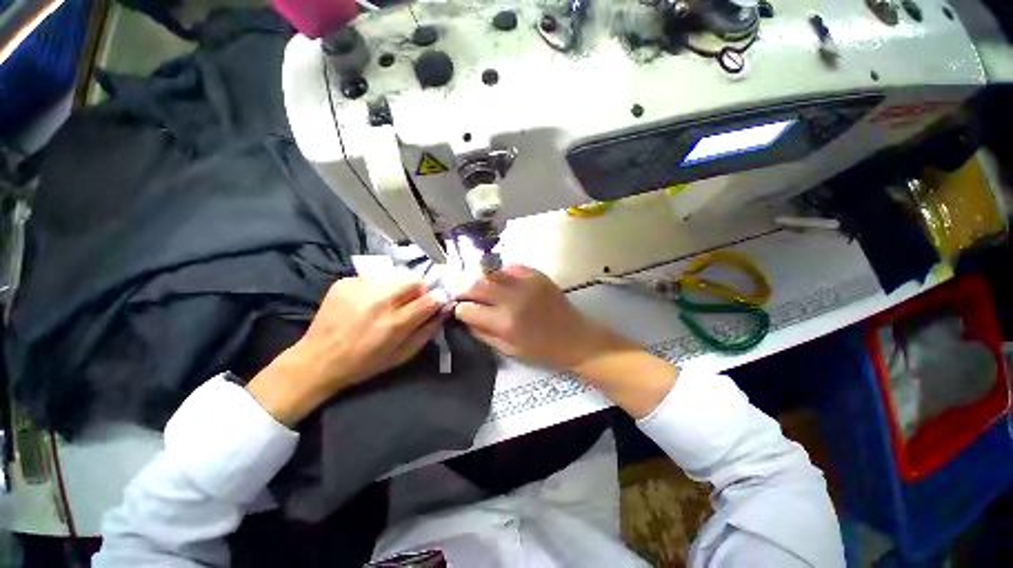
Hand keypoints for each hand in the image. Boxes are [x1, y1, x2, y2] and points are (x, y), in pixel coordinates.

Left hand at [248, 278, 443, 425]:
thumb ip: (426, 332)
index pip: (430, 299)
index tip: (436, 302)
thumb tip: (442, 312)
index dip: (438, 299)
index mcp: (395, 323)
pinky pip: (374, 278)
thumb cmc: (364, 363)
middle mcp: (380, 301)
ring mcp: (361, 288)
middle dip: (419, 289)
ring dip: (398, 288)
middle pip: (414, 280)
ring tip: (386, 302)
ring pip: (395, 276)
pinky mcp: (346, 282)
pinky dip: (376, 288)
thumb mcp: (402, 355)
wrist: (318, 359)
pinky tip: (366, 303)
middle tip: (411, 302)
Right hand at [453, 265, 626, 369]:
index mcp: (505, 322)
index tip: (460, 309)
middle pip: (474, 282)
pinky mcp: (536, 273)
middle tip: (455, 286)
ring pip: (489, 270)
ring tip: (478, 283)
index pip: (467, 308)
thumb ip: (481, 332)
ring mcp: (526, 282)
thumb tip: (463, 315)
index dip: (459, 309)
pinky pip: (509, 267)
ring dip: (478, 276)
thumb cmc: (540, 349)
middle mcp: (513, 298)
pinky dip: (500, 273)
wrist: (574, 336)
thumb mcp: (507, 349)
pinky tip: (502, 282)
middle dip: (458, 284)